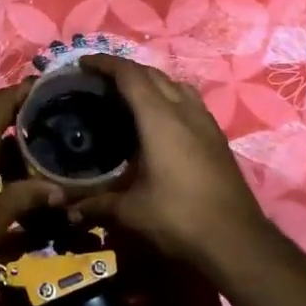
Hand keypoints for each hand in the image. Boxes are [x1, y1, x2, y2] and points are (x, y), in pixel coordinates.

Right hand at [77, 56, 271, 271]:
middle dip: (125, 70)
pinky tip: (161, 122)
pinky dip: (170, 98)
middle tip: (99, 81)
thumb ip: (97, 204)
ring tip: (131, 97)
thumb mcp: (131, 213)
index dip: (105, 63)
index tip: (83, 63)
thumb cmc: (179, 218)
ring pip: (176, 85)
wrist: (238, 241)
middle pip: (153, 74)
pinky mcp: (218, 138)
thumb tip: (68, 209)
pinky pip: (190, 102)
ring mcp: (206, 123)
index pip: (129, 75)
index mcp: (160, 118)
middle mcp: (184, 111)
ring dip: (151, 82)